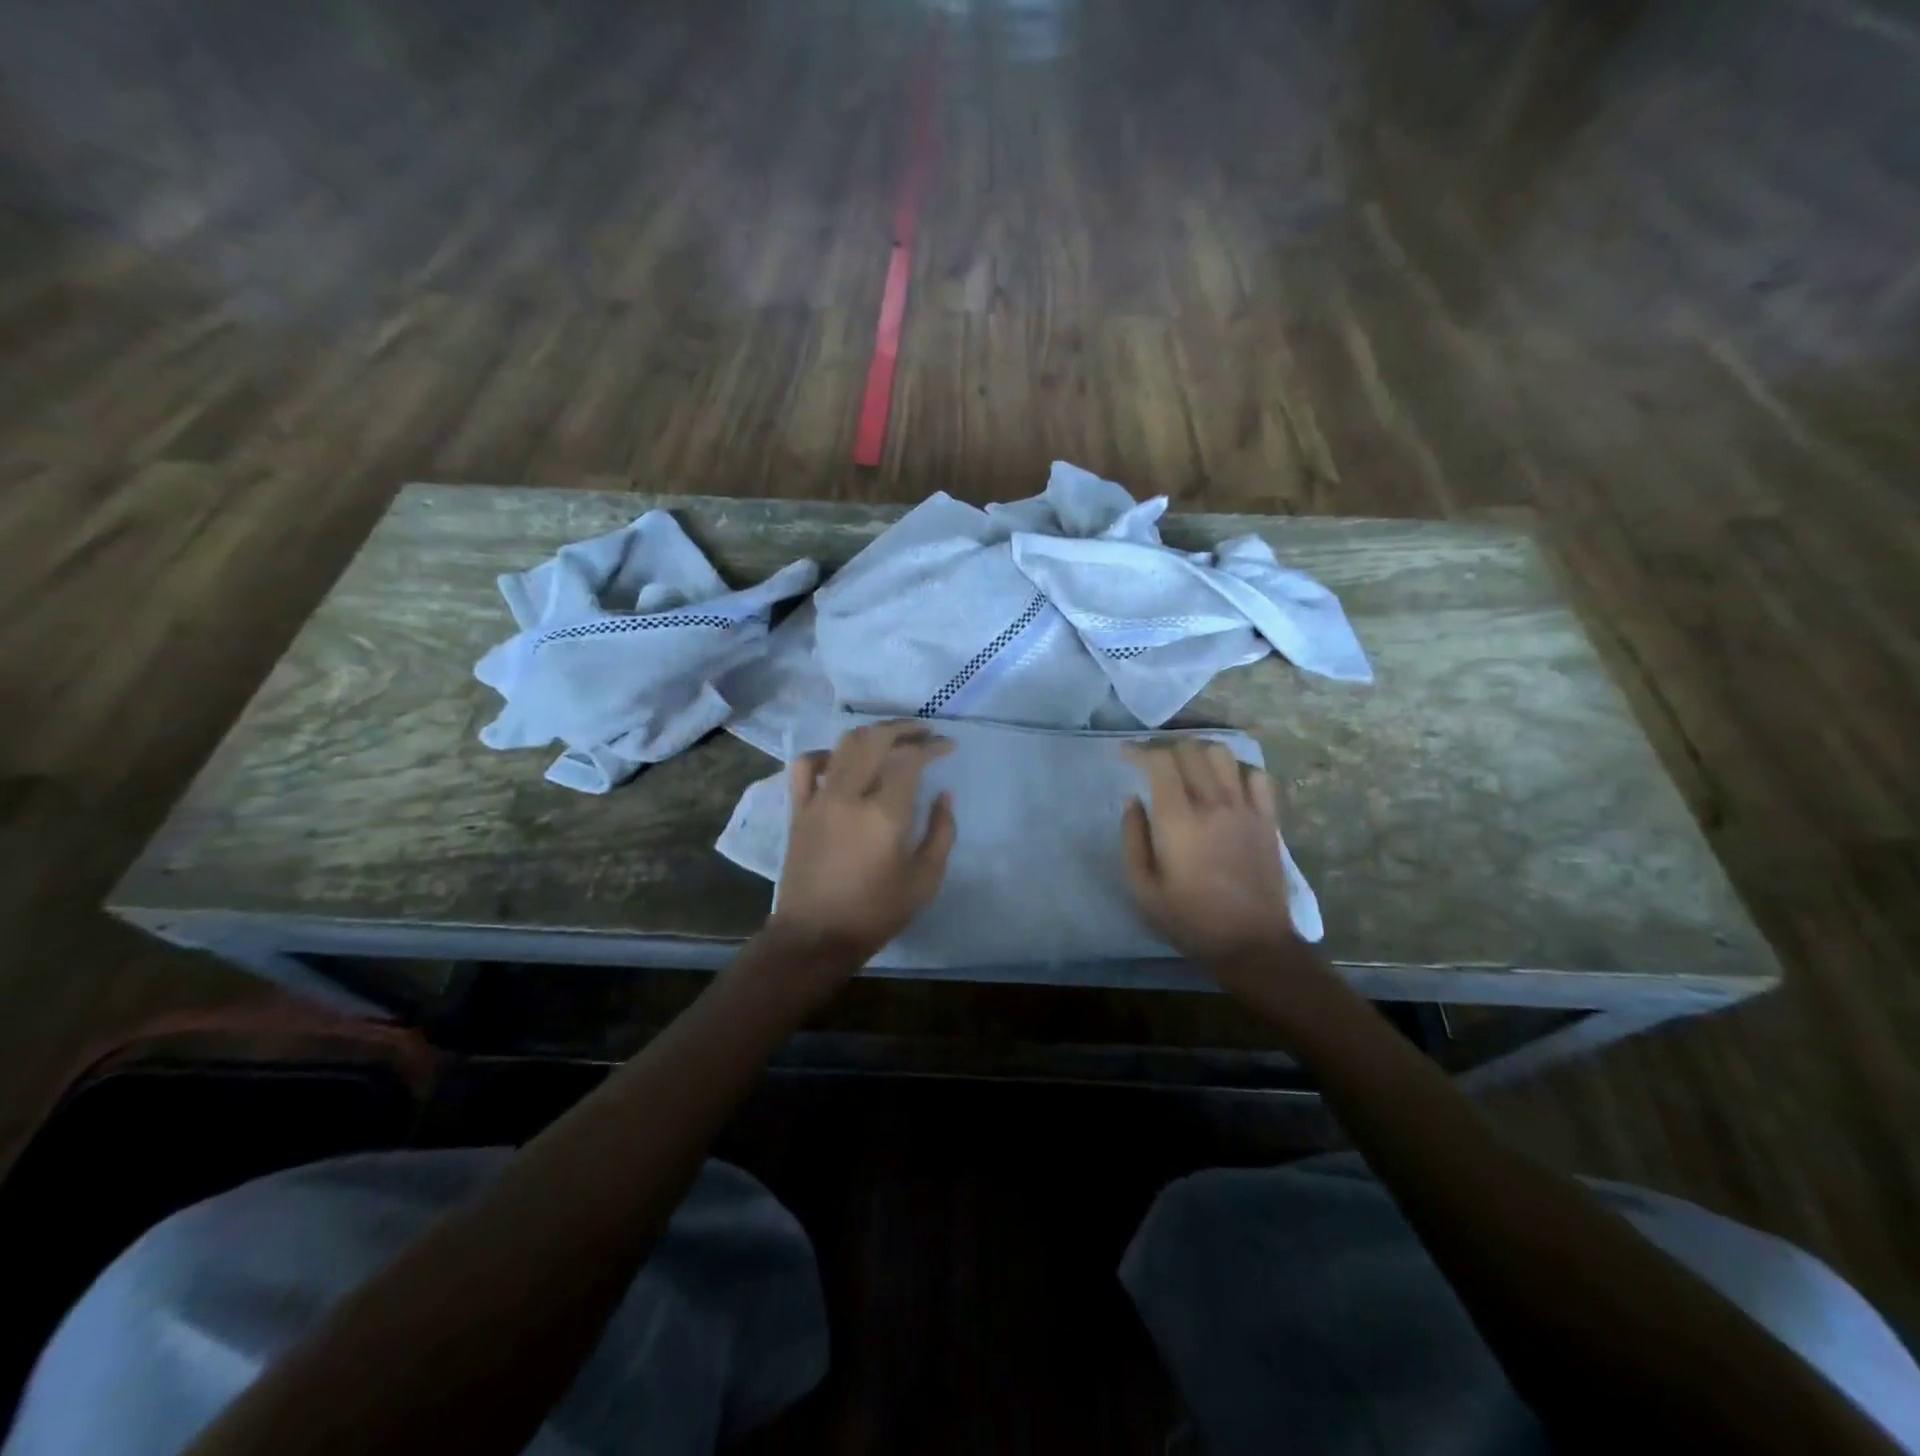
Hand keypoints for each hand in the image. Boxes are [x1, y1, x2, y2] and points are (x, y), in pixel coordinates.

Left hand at [767, 720, 956, 971]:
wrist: (816, 936)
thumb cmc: (876, 912)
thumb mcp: (925, 880)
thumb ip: (942, 832)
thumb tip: (945, 795)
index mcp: (884, 814)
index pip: (910, 759)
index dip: (932, 746)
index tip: (948, 747)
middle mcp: (849, 796)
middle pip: (875, 739)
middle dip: (904, 729)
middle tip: (924, 733)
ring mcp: (819, 799)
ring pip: (844, 745)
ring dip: (871, 734)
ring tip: (892, 739)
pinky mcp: (798, 809)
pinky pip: (807, 766)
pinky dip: (827, 753)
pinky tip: (843, 761)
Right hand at [1121, 739, 1301, 969]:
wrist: (1250, 943)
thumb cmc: (1189, 919)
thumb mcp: (1142, 888)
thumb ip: (1132, 838)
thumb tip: (1132, 801)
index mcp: (1178, 820)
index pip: (1160, 762)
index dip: (1139, 750)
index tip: (1125, 755)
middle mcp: (1213, 804)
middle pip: (1190, 750)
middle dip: (1165, 748)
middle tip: (1150, 760)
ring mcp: (1245, 809)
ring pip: (1222, 755)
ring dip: (1198, 752)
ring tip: (1186, 766)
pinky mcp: (1267, 819)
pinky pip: (1256, 776)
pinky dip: (1236, 768)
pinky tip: (1224, 781)